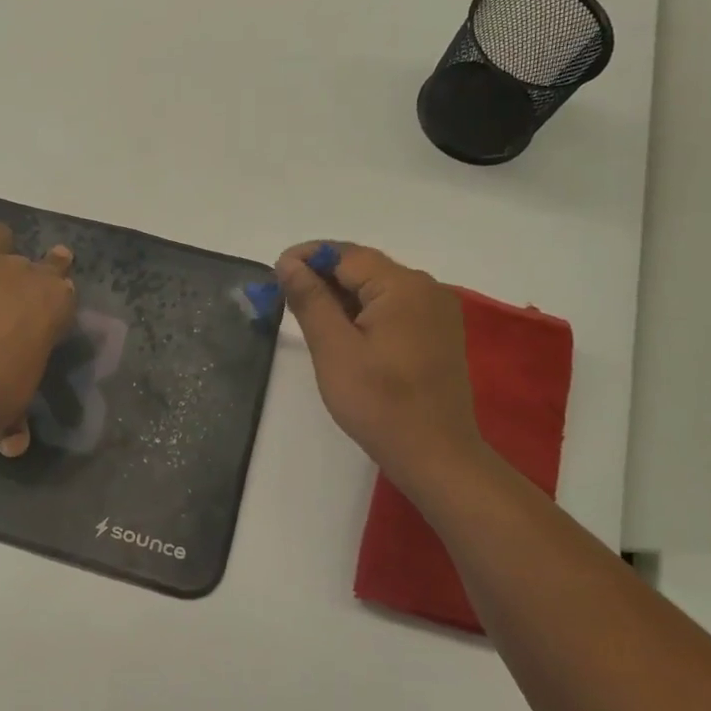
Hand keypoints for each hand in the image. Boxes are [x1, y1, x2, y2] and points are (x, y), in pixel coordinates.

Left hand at [0, 221, 76, 456]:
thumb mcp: (13, 408)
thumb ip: (15, 420)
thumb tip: (14, 446)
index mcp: (53, 303)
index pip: (65, 287)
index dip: (56, 295)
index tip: (48, 307)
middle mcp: (23, 272)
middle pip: (37, 259)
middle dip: (27, 274)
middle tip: (10, 296)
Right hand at [276, 242, 491, 483]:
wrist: (436, 455)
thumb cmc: (379, 403)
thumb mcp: (334, 349)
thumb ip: (310, 300)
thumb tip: (288, 263)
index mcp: (403, 286)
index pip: (347, 255)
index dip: (307, 258)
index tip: (274, 274)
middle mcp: (426, 288)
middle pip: (364, 268)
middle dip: (322, 277)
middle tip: (283, 296)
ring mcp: (437, 312)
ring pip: (378, 289)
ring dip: (341, 296)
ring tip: (306, 315)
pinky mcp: (437, 333)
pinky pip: (393, 308)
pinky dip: (363, 312)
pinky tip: (341, 332)